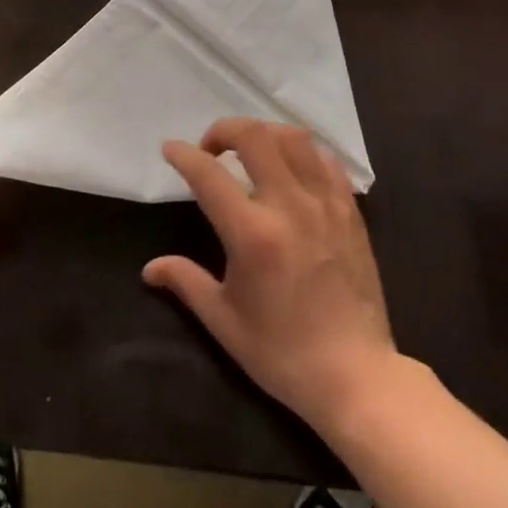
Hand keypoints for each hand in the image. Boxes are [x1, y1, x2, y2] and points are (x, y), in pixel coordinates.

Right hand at [143, 118, 397, 430]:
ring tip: (250, 151)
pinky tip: (290, 169)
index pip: (208, 174)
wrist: (357, 378)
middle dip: (224, 130)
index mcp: (253, 234)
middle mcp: (289, 206)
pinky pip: (325, 160)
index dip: (183, 155)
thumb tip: (150, 268)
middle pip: (253, 136)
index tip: (170, 149)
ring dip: (263, 134)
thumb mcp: (225, 323)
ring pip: (292, 137)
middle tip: (211, 149)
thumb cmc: (284, 354)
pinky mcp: (349, 211)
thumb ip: (186, 283)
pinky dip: (301, 153)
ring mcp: (324, 204)